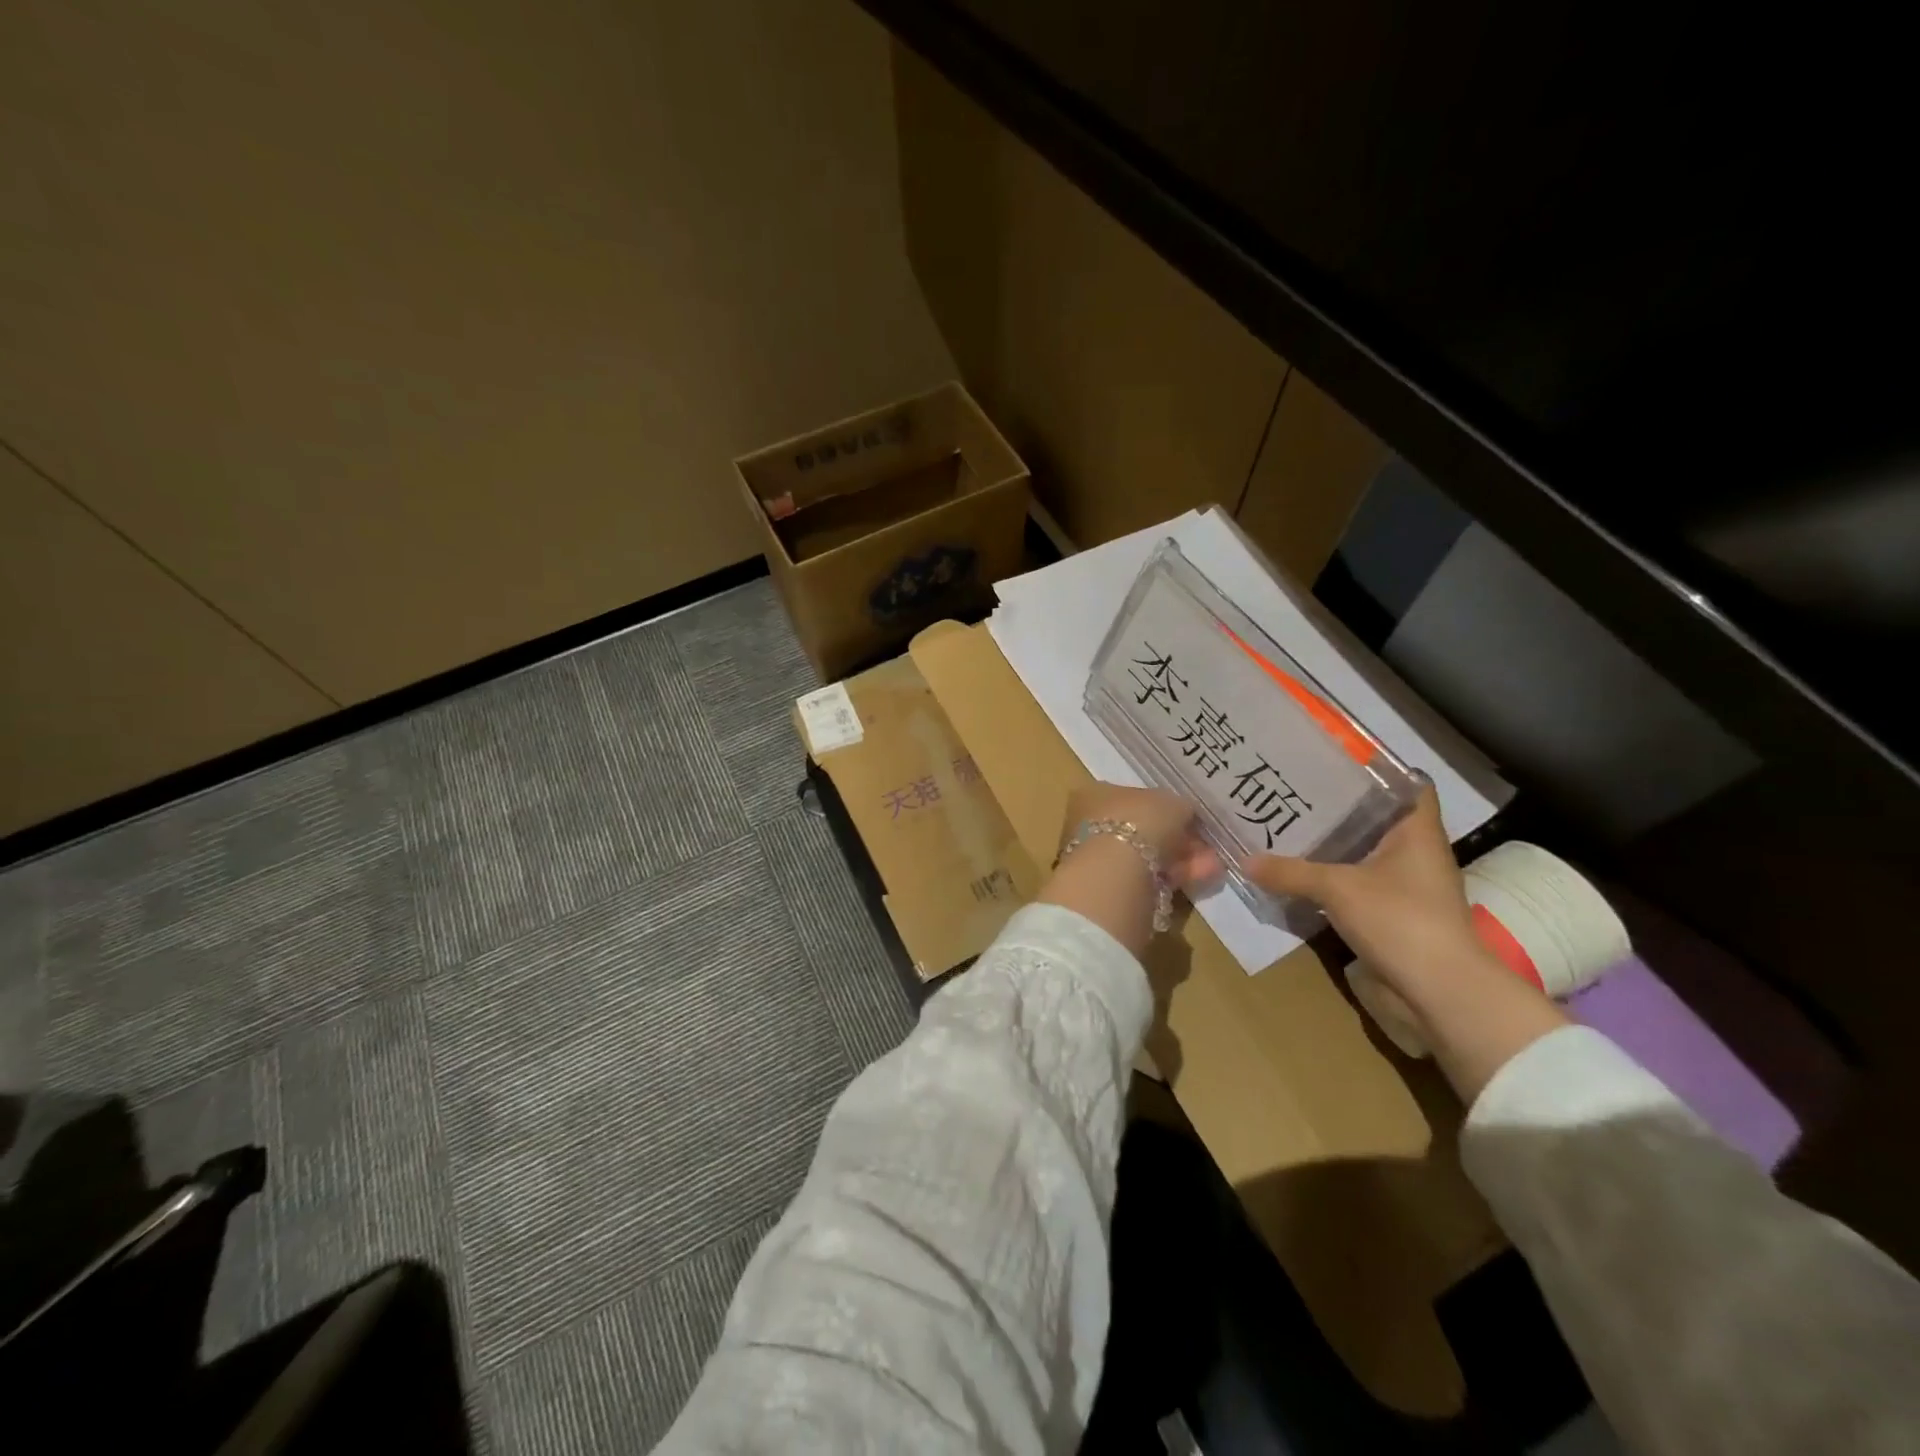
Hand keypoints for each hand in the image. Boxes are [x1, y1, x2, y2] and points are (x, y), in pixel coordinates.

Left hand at [1034, 782, 1218, 958]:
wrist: (1115, 873)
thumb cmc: (1138, 821)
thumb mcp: (1170, 802)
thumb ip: (1179, 806)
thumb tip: (1184, 814)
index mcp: (1094, 793)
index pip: (1131, 797)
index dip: (1164, 808)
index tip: (1189, 818)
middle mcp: (1090, 824)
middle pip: (1140, 829)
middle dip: (1175, 837)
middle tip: (1205, 844)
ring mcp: (1098, 859)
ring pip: (1147, 856)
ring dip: (1180, 859)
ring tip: (1213, 863)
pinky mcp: (1110, 888)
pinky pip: (1149, 878)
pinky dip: (1175, 877)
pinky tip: (1204, 877)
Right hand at [1245, 785, 1480, 994]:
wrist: (1439, 991)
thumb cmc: (1400, 920)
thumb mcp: (1337, 889)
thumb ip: (1290, 872)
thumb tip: (1245, 861)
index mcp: (1416, 832)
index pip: (1407, 784)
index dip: (1376, 768)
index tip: (1333, 758)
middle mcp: (1414, 852)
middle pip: (1376, 816)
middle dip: (1338, 804)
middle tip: (1293, 788)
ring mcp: (1405, 885)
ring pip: (1363, 852)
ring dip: (1332, 843)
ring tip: (1287, 824)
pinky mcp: (1392, 913)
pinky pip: (1356, 883)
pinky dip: (1330, 876)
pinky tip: (1297, 871)